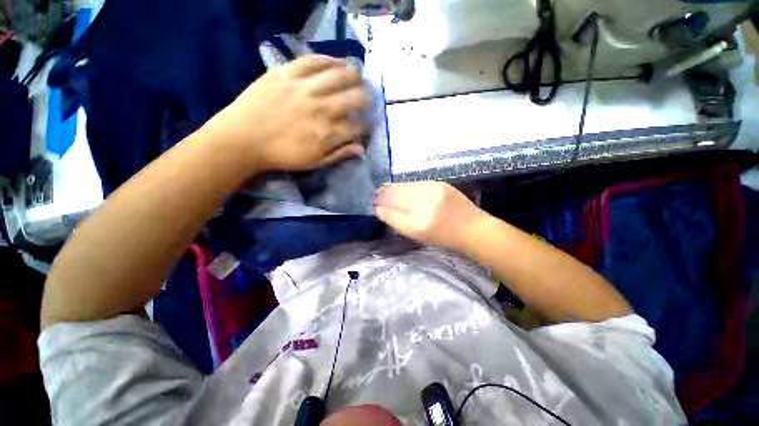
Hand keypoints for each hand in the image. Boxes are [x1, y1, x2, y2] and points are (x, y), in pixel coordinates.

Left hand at [207, 55, 369, 171]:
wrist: (242, 139)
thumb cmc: (281, 155)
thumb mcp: (314, 162)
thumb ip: (338, 154)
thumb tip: (361, 148)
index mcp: (327, 134)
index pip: (357, 126)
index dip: (367, 125)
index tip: (369, 124)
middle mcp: (321, 109)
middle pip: (354, 99)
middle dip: (367, 99)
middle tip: (369, 100)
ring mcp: (304, 88)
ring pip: (338, 76)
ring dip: (354, 76)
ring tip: (359, 77)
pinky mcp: (286, 73)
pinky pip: (313, 61)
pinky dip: (329, 60)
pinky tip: (339, 62)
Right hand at [373, 182, 489, 250]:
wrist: (472, 228)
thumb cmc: (443, 237)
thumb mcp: (417, 235)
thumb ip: (396, 221)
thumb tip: (380, 209)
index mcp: (417, 223)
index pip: (389, 210)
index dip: (378, 206)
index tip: (374, 205)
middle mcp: (423, 203)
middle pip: (393, 194)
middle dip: (381, 195)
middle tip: (376, 197)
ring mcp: (432, 189)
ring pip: (403, 186)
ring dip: (391, 188)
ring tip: (385, 191)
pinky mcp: (438, 183)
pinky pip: (414, 183)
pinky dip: (405, 186)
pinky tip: (403, 189)